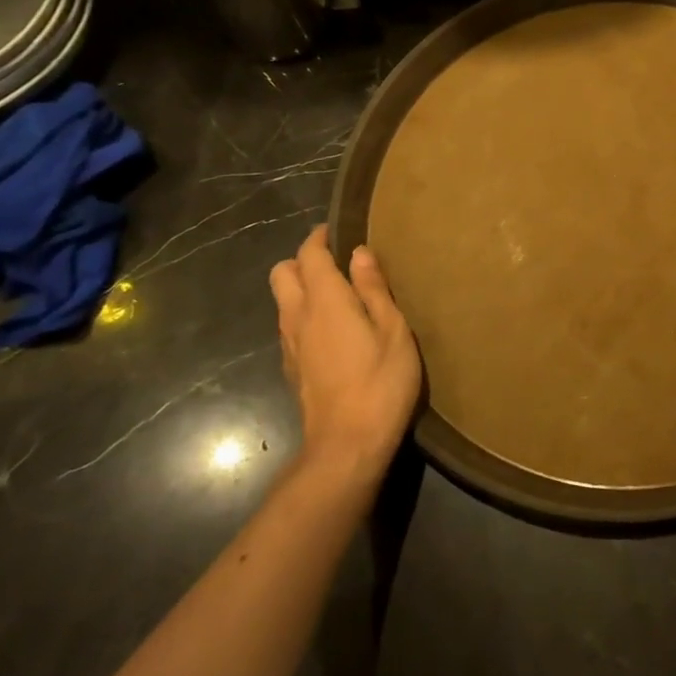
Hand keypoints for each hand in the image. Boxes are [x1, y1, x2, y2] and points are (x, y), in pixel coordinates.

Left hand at [269, 225, 420, 483]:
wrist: (347, 445)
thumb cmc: (381, 383)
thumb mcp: (393, 331)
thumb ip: (374, 289)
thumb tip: (359, 253)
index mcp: (325, 301)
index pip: (308, 255)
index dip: (319, 238)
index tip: (336, 230)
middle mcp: (298, 317)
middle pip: (282, 273)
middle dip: (302, 260)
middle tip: (336, 263)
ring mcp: (290, 345)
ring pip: (282, 300)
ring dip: (302, 288)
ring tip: (338, 294)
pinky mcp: (292, 368)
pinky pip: (289, 326)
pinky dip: (304, 314)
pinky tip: (332, 330)